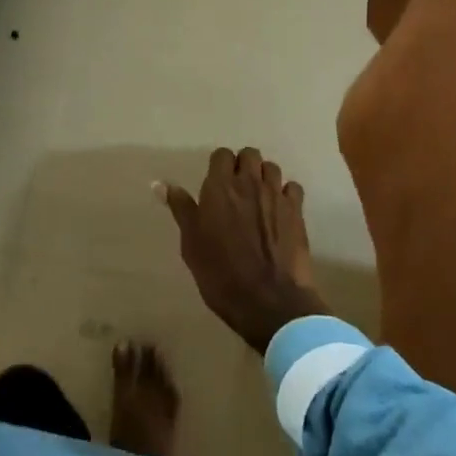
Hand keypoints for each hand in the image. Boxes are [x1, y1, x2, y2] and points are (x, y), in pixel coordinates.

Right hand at [159, 148, 330, 353]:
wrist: (269, 301)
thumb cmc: (221, 273)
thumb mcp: (191, 243)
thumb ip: (180, 208)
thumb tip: (158, 183)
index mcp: (220, 187)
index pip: (221, 155)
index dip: (219, 166)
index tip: (215, 185)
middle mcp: (249, 182)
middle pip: (249, 154)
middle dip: (243, 165)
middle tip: (237, 189)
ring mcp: (276, 195)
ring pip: (271, 168)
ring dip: (264, 177)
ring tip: (259, 198)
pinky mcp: (297, 212)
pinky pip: (293, 188)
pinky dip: (286, 193)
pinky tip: (280, 210)